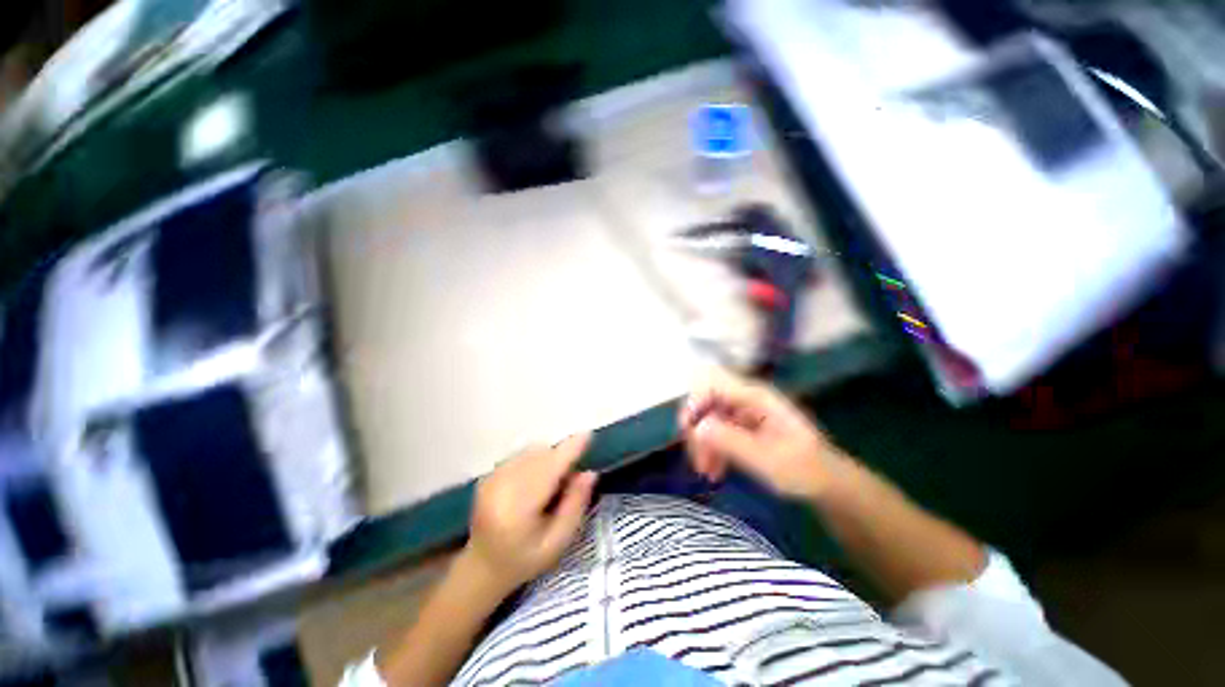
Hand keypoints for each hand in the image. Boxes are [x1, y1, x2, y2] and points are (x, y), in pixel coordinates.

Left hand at [465, 433, 597, 591]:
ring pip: (531, 451)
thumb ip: (575, 506)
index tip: (588, 435)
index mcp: (518, 508)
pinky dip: (535, 460)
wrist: (482, 566)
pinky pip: (521, 454)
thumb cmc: (525, 559)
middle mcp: (501, 486)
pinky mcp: (488, 473)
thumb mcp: (557, 542)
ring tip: (549, 485)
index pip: (549, 469)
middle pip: (540, 455)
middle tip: (569, 480)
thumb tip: (589, 473)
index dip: (569, 450)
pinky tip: (533, 482)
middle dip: (561, 458)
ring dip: (548, 458)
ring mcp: (491, 478)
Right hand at [679, 369, 846, 499]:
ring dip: (703, 443)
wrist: (828, 485)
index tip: (688, 430)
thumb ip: (730, 440)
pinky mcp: (744, 427)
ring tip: (706, 472)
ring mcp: (744, 412)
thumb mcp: (766, 459)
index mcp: (755, 397)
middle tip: (697, 459)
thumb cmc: (803, 470)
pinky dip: (712, 449)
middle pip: (707, 402)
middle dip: (698, 429)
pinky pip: (718, 431)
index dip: (695, 402)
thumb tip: (697, 427)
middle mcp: (746, 399)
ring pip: (709, 418)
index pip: (713, 383)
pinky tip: (714, 470)